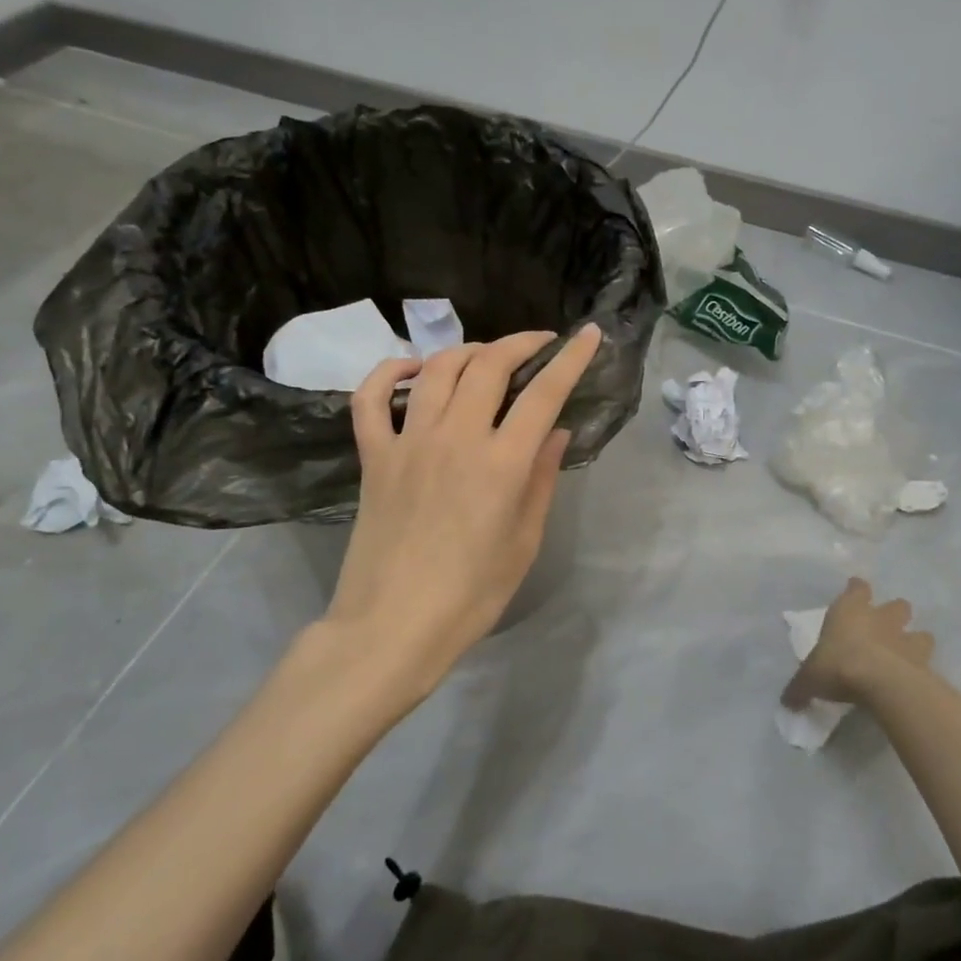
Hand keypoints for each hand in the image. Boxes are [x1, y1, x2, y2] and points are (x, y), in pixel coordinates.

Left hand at [319, 324, 602, 696]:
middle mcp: (455, 439)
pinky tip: (413, 370)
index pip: (543, 394)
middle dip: (521, 343)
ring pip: (438, 369)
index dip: (570, 359)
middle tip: (539, 345)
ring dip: (468, 351)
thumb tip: (555, 432)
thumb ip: (542, 480)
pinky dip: (391, 372)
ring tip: (488, 357)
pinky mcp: (373, 456)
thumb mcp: (524, 542)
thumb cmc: (471, 595)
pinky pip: (372, 398)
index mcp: (501, 465)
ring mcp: (408, 443)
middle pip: (489, 365)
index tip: (588, 334)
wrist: (392, 626)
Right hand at [781, 577, 933, 708]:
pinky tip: (914, 681)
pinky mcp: (923, 663)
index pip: (857, 588)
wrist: (880, 682)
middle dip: (894, 614)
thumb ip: (799, 688)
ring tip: (906, 655)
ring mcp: (906, 639)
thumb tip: (787, 702)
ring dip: (915, 641)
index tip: (855, 591)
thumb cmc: (838, 665)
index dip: (857, 590)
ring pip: (920, 633)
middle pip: (897, 605)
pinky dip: (921, 670)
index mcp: (850, 610)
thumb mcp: (808, 679)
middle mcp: (881, 618)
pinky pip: (927, 662)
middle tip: (886, 628)